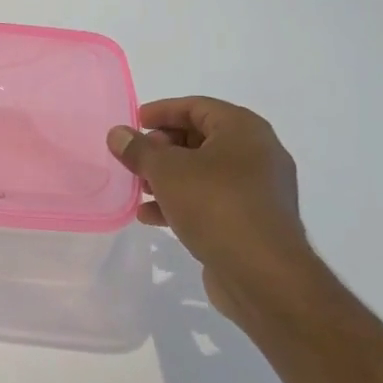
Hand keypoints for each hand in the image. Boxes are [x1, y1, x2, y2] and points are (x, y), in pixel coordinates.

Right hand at [107, 97, 320, 323]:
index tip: (133, 122)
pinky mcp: (252, 222)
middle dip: (162, 147)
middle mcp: (257, 154)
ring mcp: (258, 190)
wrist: (264, 275)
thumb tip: (117, 133)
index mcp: (244, 130)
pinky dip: (182, 202)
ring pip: (204, 172)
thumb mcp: (167, 171)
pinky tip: (151, 217)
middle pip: (200, 139)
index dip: (162, 111)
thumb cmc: (216, 205)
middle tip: (135, 157)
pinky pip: (211, 201)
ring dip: (168, 177)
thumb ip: (138, 149)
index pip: (197, 107)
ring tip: (139, 188)